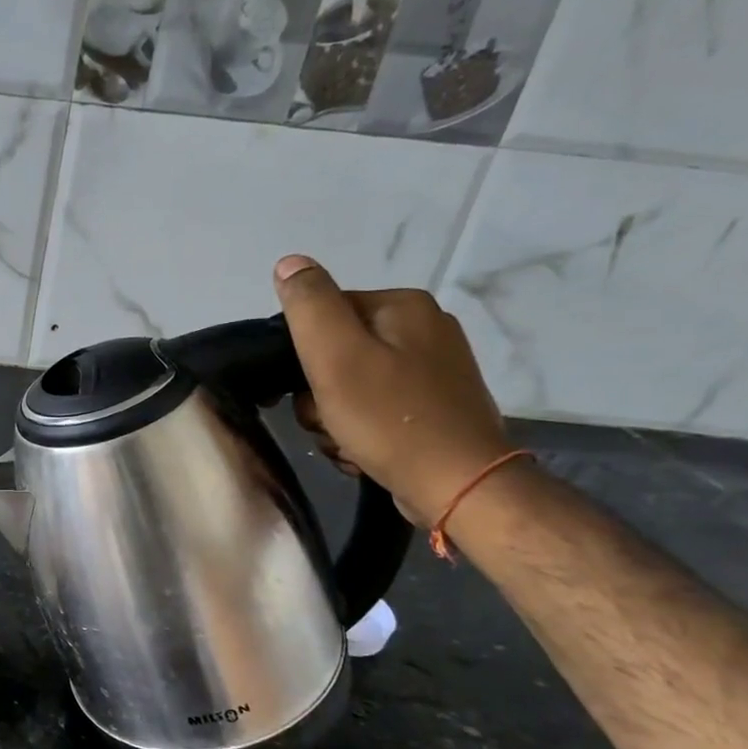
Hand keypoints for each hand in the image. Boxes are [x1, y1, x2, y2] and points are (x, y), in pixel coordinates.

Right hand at [274, 255, 511, 525]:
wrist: (458, 485)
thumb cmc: (389, 418)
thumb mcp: (336, 355)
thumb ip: (308, 305)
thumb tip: (288, 263)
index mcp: (403, 307)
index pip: (324, 313)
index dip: (303, 353)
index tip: (308, 387)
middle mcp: (424, 329)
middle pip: (337, 353)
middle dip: (319, 393)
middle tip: (328, 419)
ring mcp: (433, 371)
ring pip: (350, 386)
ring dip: (334, 418)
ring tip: (346, 440)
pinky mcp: (434, 407)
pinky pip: (374, 410)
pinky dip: (359, 431)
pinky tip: (363, 451)